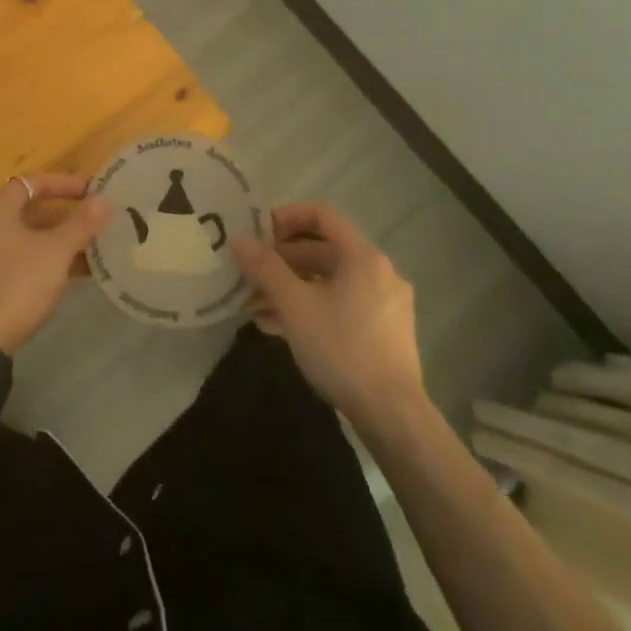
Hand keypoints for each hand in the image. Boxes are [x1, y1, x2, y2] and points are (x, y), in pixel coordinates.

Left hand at [0, 174, 109, 354]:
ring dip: (54, 241)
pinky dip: (38, 260)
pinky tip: (63, 277)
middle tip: (94, 223)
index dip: (65, 184)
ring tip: (89, 252)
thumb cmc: (16, 284)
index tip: (93, 192)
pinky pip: (13, 258)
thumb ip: (80, 224)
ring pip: (22, 237)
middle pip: (27, 209)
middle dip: (63, 216)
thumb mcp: (55, 253)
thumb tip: (103, 199)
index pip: (34, 182)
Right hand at [233, 201, 425, 423]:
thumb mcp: (295, 305)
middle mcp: (378, 272)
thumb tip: (238, 240)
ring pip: (328, 282)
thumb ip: (265, 268)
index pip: (322, 215)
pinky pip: (340, 305)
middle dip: (281, 262)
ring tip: (254, 306)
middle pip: (323, 251)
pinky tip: (278, 328)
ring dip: (290, 288)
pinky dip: (310, 308)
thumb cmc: (342, 348)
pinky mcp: (383, 331)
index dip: (287, 216)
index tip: (258, 232)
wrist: (392, 414)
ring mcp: (384, 304)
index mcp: (363, 257)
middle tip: (248, 275)